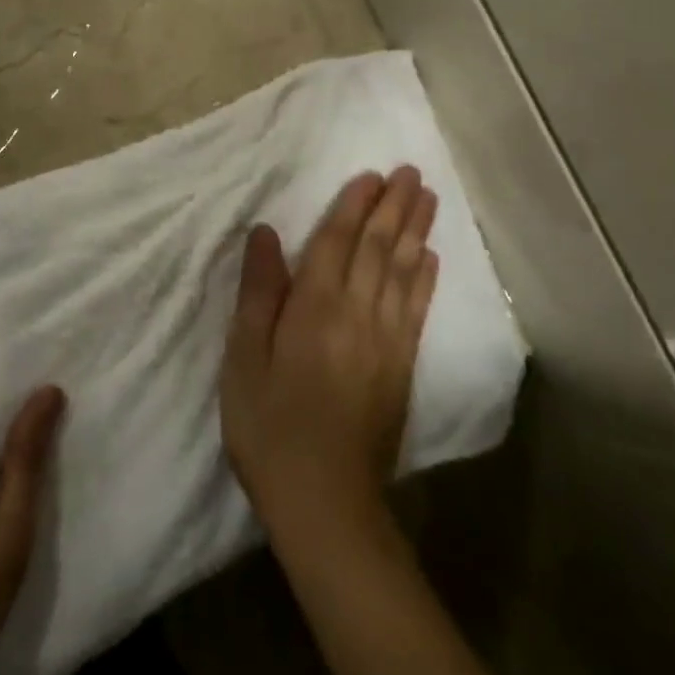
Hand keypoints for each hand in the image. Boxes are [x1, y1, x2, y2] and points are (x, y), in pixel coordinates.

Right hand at [220, 168, 438, 540]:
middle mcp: (357, 312)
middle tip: (412, 172)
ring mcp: (386, 340)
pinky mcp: (402, 367)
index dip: (354, 204)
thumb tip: (266, 232)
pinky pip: (417, 310)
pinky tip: (430, 258)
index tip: (372, 174)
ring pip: (404, 271)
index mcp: (315, 306)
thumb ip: (258, 291)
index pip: (337, 241)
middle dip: (394, 206)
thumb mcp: (244, 357)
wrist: (325, 502)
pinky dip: (425, 279)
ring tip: (428, 198)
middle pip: (378, 247)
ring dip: (416, 231)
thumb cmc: (270, 424)